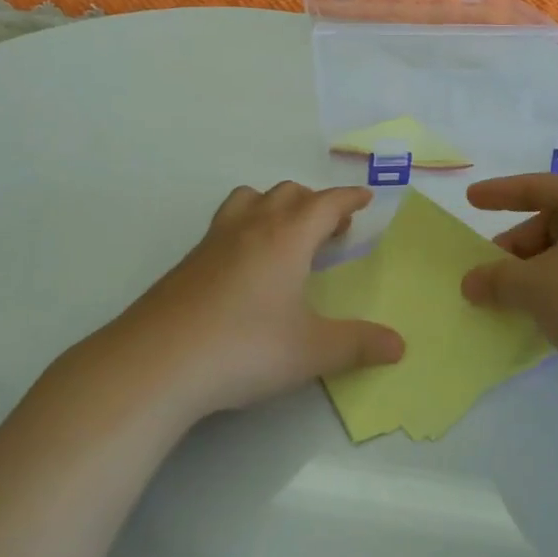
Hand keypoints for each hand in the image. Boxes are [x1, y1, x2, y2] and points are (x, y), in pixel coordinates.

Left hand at [112, 182, 404, 418]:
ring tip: (286, 235)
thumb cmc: (245, 348)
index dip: (348, 198)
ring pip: (250, 199)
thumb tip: (400, 346)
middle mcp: (252, 227)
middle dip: (315, 203)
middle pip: (288, 194)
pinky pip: (226, 224)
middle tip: (331, 230)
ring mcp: (214, 241)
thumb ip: (358, 345)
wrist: (157, 362)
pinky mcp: (188, 262)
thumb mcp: (311, 351)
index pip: (325, 203)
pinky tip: (245, 267)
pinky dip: (246, 227)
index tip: (364, 198)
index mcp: (287, 237)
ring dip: (275, 205)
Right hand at [460, 175, 557, 390]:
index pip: (539, 188)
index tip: (471, 199)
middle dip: (516, 249)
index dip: (500, 194)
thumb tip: (471, 283)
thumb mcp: (534, 286)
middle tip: (488, 275)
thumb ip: (496, 279)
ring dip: (535, 275)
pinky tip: (542, 319)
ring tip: (510, 303)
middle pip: (553, 225)